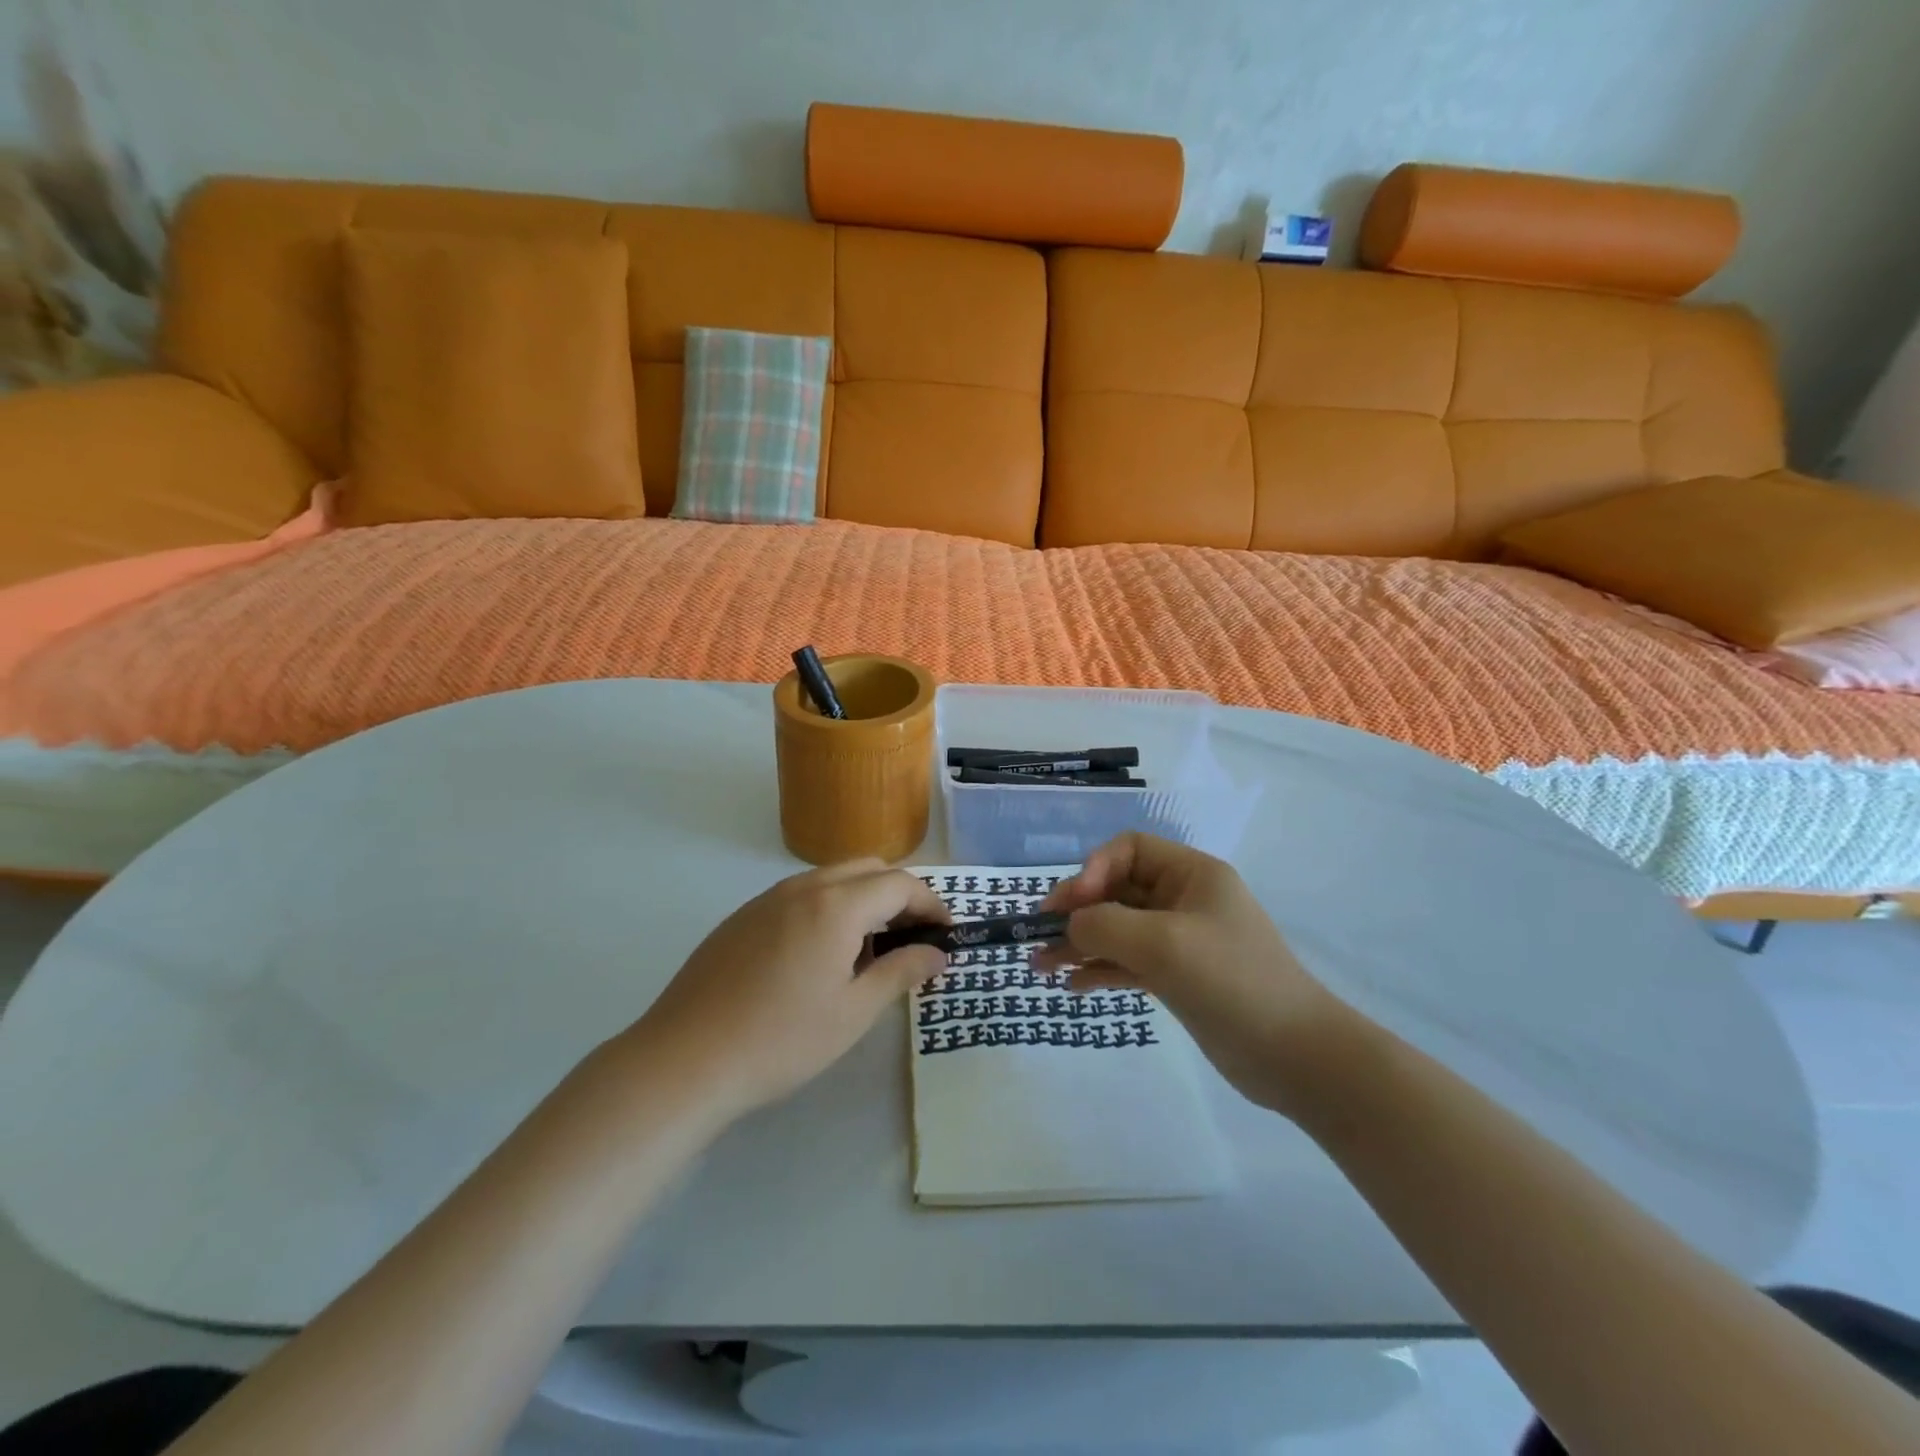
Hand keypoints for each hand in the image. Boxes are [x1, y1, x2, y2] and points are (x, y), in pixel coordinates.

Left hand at [621, 860, 948, 1125]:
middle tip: (913, 938)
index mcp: (836, 905)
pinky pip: (801, 895)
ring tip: (870, 950)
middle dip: (899, 894)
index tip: (947, 934)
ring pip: (832, 878)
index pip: (900, 883)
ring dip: (863, 899)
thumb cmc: (781, 1040)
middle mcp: (803, 887)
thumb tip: (937, 954)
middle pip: (867, 869)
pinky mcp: (742, 916)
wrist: (684, 1060)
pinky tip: (820, 956)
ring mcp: (767, 899)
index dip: (931, 904)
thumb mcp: (853, 1013)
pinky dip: (829, 908)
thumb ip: (901, 973)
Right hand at [1037, 833, 1334, 1114]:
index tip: (1071, 905)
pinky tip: (1072, 985)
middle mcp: (1184, 900)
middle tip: (1039, 934)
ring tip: (1040, 966)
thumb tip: (1071, 925)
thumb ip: (1105, 925)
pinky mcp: (1178, 977)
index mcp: (1191, 875)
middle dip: (1077, 911)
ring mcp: (1181, 941)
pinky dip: (1100, 968)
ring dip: (1080, 943)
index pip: (1129, 850)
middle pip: (1117, 890)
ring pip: (1118, 929)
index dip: (1093, 870)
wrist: (1295, 1056)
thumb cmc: (1232, 982)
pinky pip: (1129, 962)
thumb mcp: (1162, 944)